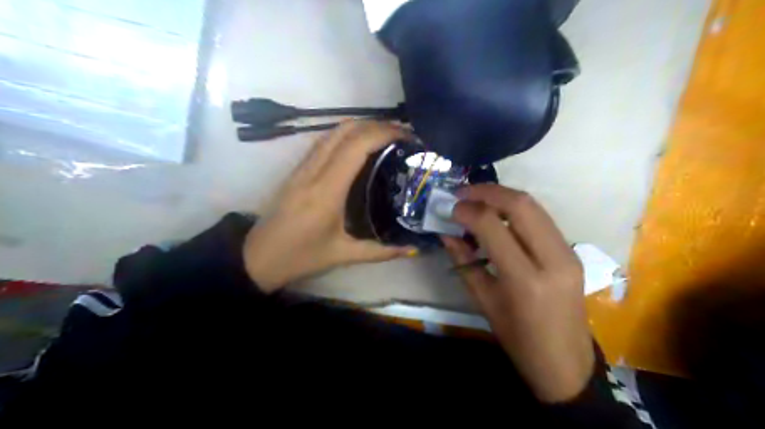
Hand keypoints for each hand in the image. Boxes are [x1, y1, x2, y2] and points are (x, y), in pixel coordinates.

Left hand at [243, 121, 415, 293]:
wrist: (257, 258)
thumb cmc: (300, 257)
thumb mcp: (343, 255)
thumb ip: (381, 252)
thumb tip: (413, 249)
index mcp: (326, 190)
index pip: (356, 146)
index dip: (384, 133)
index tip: (408, 136)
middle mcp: (313, 171)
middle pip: (345, 130)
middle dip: (377, 125)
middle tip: (403, 134)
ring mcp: (302, 168)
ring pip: (332, 132)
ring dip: (361, 126)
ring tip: (387, 135)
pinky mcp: (297, 170)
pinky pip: (324, 142)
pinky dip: (346, 134)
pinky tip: (360, 145)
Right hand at [439, 185, 592, 402]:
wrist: (565, 362)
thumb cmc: (518, 339)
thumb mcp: (484, 302)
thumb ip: (464, 262)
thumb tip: (447, 232)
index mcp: (525, 281)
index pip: (494, 227)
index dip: (469, 210)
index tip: (451, 207)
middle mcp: (552, 260)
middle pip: (521, 205)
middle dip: (488, 191)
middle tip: (463, 192)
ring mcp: (568, 253)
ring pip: (535, 206)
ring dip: (503, 196)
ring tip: (477, 198)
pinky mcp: (572, 252)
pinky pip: (542, 218)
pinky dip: (517, 209)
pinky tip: (499, 214)